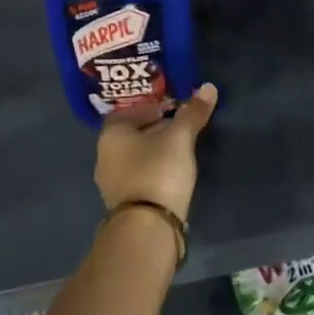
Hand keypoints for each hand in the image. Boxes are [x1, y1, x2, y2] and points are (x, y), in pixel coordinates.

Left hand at [95, 83, 218, 219]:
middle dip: (155, 128)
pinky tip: (172, 173)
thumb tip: (208, 87)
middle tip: (181, 126)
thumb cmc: (158, 170)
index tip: (174, 108)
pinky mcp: (123, 203)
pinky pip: (139, 176)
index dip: (151, 106)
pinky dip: (153, 170)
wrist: (147, 227)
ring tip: (181, 149)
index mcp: (111, 134)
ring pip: (135, 156)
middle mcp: (105, 156)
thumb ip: (192, 113)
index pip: (129, 110)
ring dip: (155, 150)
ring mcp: (112, 182)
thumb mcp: (180, 138)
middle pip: (131, 134)